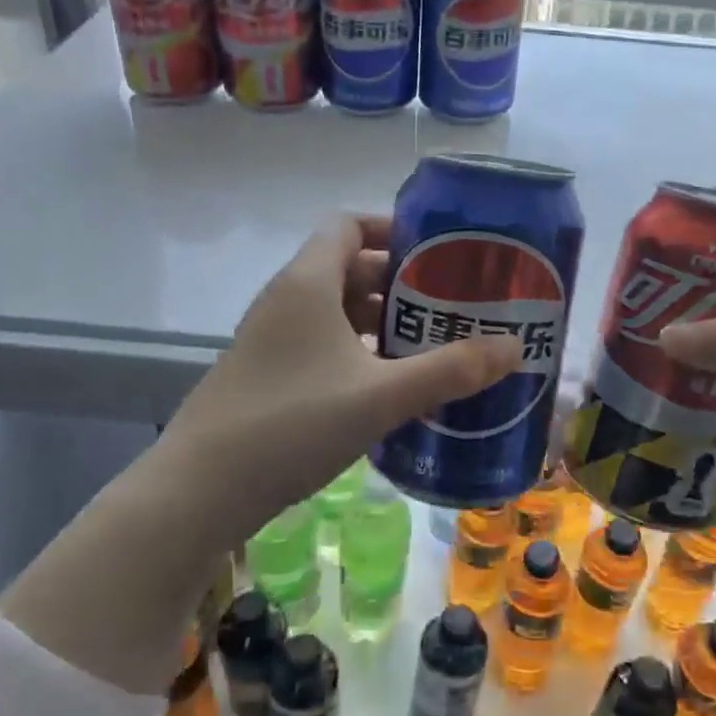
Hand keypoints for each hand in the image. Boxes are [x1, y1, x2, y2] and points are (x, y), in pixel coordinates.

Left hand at [2, 216, 518, 693]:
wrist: (200, 490)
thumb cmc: (292, 423)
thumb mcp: (381, 396)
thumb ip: (450, 370)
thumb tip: (514, 347)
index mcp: (307, 282)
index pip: (348, 225)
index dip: (393, 230)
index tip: (439, 254)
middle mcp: (286, 299)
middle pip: (348, 268)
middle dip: (400, 283)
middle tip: (450, 306)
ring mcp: (271, 339)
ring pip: (335, 310)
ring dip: (380, 321)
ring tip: (430, 346)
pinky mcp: (267, 374)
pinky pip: (321, 344)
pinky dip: (357, 351)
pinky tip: (388, 386)